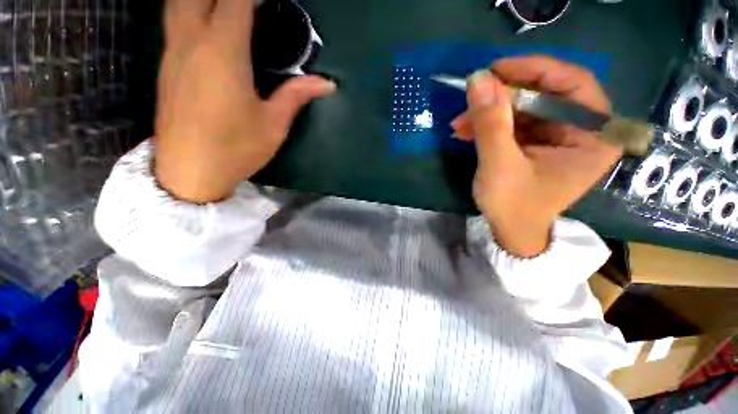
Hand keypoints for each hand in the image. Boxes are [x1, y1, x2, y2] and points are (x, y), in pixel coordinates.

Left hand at [154, 0, 335, 202]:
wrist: (189, 172)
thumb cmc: (236, 149)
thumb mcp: (273, 125)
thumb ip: (296, 96)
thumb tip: (327, 83)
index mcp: (222, 52)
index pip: (234, 2)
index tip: (271, 2)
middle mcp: (191, 41)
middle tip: (250, 9)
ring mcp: (172, 53)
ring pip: (178, 3)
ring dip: (203, 1)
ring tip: (228, 14)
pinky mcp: (166, 68)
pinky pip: (174, 25)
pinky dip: (191, 14)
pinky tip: (210, 32)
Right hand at [451, 55, 620, 256]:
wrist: (511, 233)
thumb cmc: (513, 207)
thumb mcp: (499, 166)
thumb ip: (490, 123)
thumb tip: (477, 79)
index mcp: (593, 138)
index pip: (574, 84)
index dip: (535, 70)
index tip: (496, 69)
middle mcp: (582, 132)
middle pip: (545, 95)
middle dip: (502, 97)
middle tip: (470, 98)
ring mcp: (558, 137)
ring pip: (524, 109)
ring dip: (489, 113)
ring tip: (459, 123)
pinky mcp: (538, 144)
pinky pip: (514, 124)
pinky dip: (489, 125)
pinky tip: (466, 131)